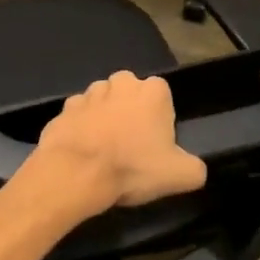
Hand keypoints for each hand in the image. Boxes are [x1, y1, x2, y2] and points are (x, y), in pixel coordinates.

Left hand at [34, 71, 207, 215]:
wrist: (77, 171)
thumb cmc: (133, 167)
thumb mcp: (181, 176)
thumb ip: (194, 167)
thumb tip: (193, 167)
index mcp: (152, 91)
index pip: (162, 94)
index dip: (160, 116)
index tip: (156, 141)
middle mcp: (119, 83)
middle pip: (129, 92)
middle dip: (130, 110)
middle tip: (130, 143)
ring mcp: (88, 93)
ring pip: (101, 100)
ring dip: (104, 117)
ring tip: (104, 148)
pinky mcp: (64, 108)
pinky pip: (78, 115)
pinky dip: (80, 127)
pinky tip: (82, 149)